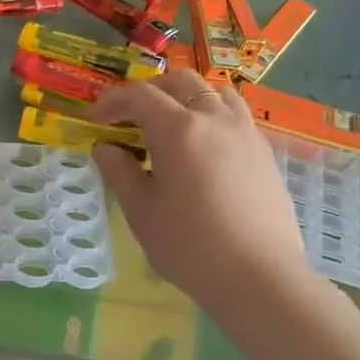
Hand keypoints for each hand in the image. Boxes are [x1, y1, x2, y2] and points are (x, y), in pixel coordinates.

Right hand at [88, 72, 311, 301]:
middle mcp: (215, 119)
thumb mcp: (140, 210)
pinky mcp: (264, 151)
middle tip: (129, 117)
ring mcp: (245, 132)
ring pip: (214, 92)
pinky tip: (201, 147)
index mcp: (179, 129)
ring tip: (170, 124)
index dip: (112, 102)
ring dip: (185, 97)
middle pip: (180, 82)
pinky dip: (210, 115)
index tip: (95, 121)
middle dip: (149, 92)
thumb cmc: (189, 245)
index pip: (139, 95)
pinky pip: (234, 114)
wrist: (259, 277)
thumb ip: (119, 171)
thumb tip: (106, 147)